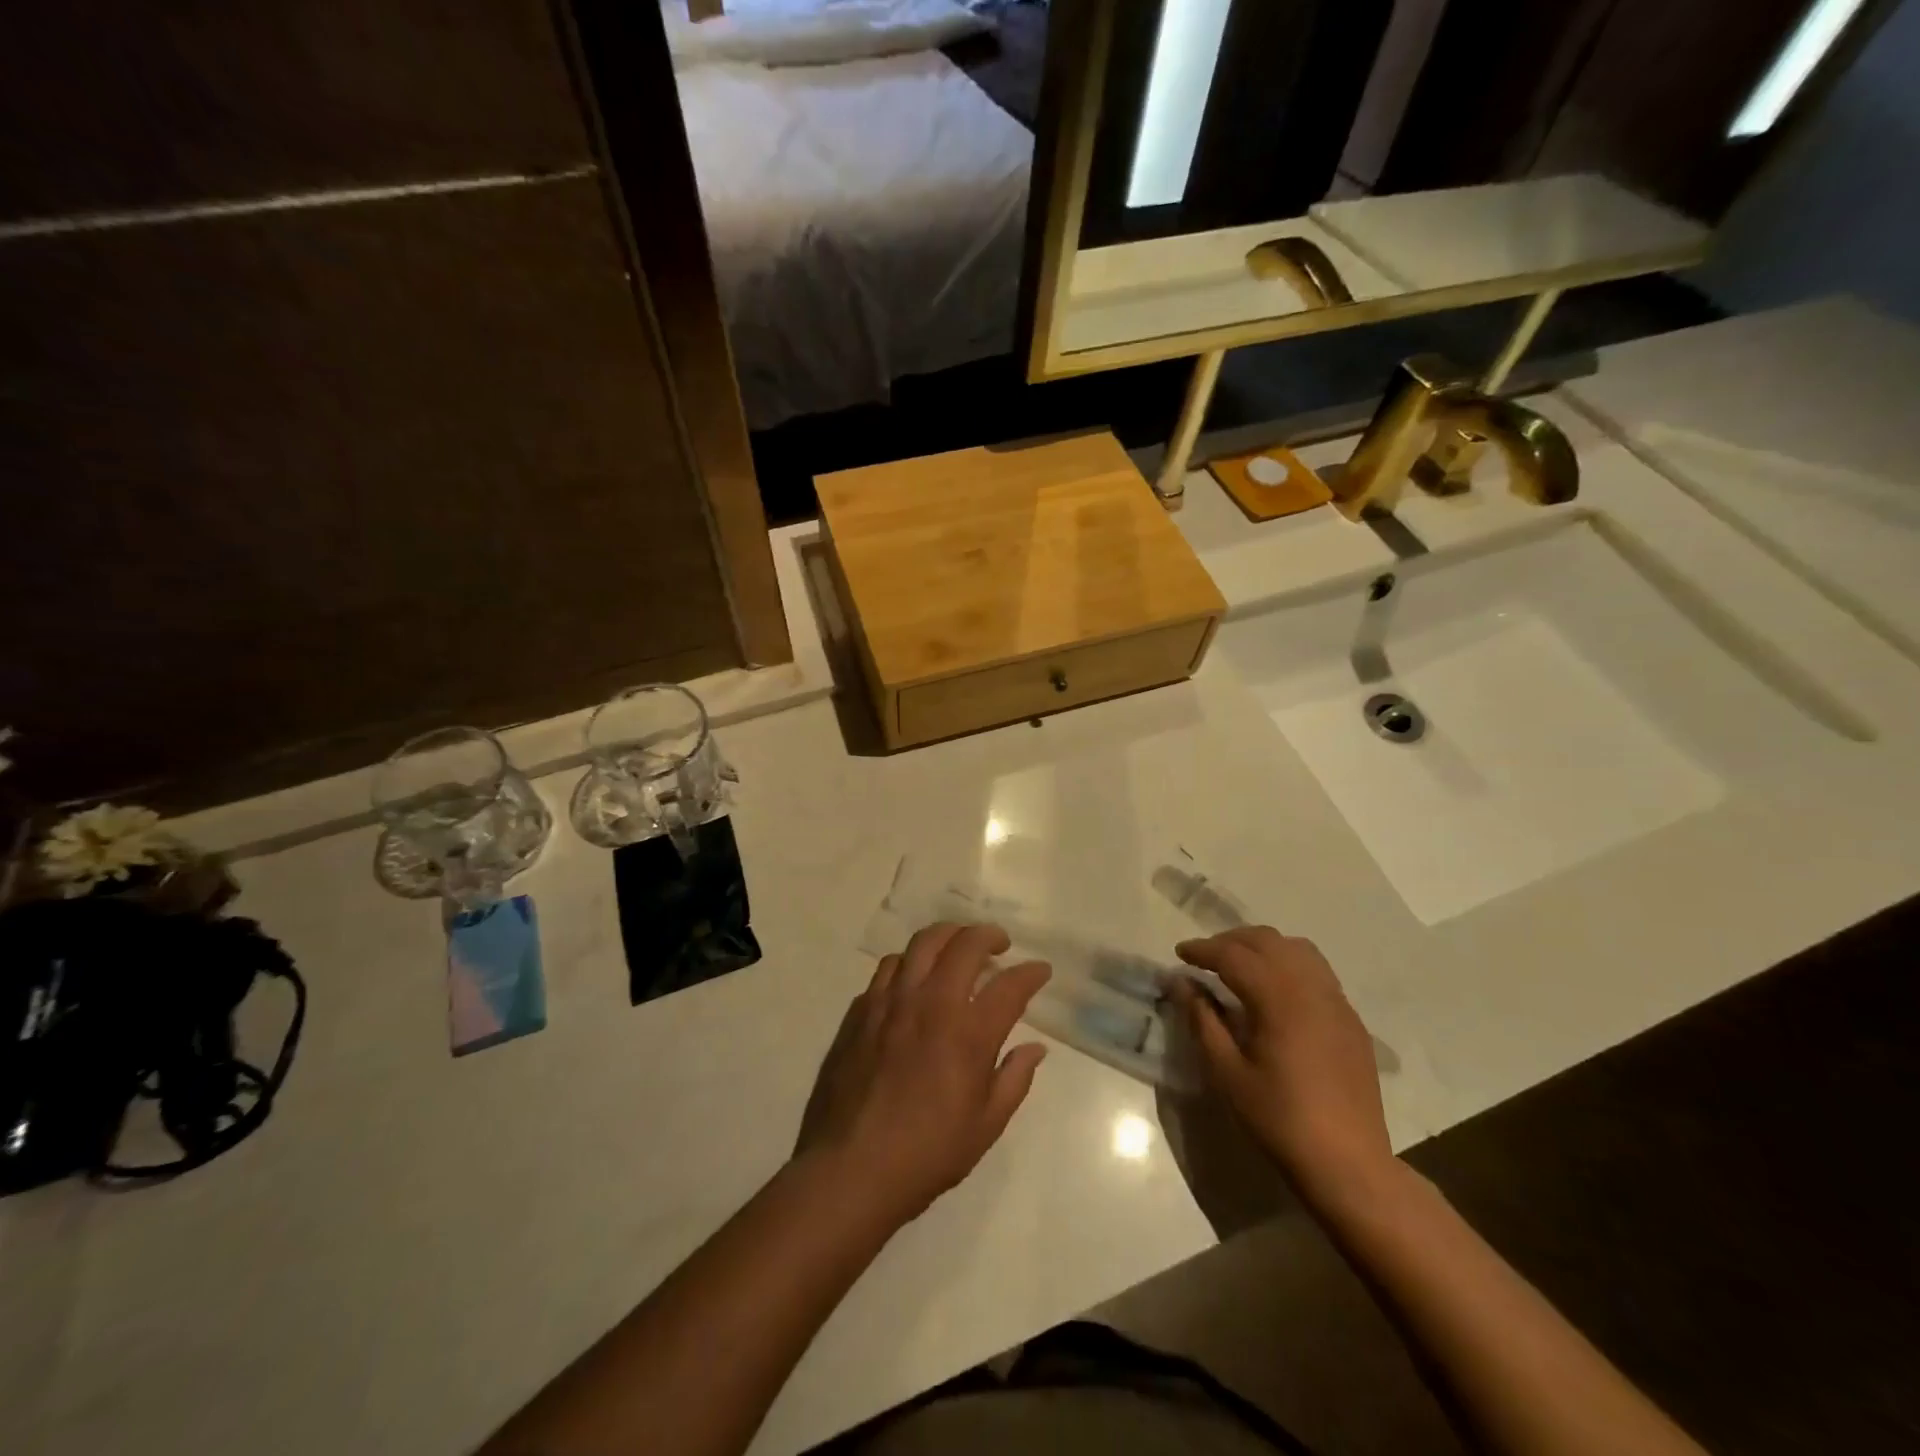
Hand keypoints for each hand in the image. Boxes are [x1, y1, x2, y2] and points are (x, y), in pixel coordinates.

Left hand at [795, 923, 1051, 1227]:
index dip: (1031, 973)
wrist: (850, 1168)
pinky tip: (914, 980)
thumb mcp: (986, 1125)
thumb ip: (1014, 1078)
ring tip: (956, 949)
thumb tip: (1035, 1048)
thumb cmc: (927, 1153)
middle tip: (999, 944)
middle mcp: (931, 1002)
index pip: (1010, 986)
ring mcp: (891, 1001)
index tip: (1040, 971)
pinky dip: (910, 963)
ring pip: (922, 943)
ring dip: (947, 937)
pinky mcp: (861, 1009)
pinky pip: (888, 967)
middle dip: (989, 935)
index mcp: (968, 1032)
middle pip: (964, 944)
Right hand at [1168, 927, 1394, 1202]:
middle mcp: (1311, 989)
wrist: (1348, 1163)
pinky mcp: (1351, 1020)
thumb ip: (1202, 1020)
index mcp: (1279, 999)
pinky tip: (1275, 992)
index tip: (1179, 954)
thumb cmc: (1279, 1119)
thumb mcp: (1228, 1073)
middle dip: (1231, 940)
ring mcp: (1337, 1002)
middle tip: (1205, 957)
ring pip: (1297, 949)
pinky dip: (1289, 965)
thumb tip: (1181, 983)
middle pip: (1267, 941)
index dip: (1203, 949)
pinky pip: (1318, 972)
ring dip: (1263, 947)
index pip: (1234, 955)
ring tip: (1239, 965)